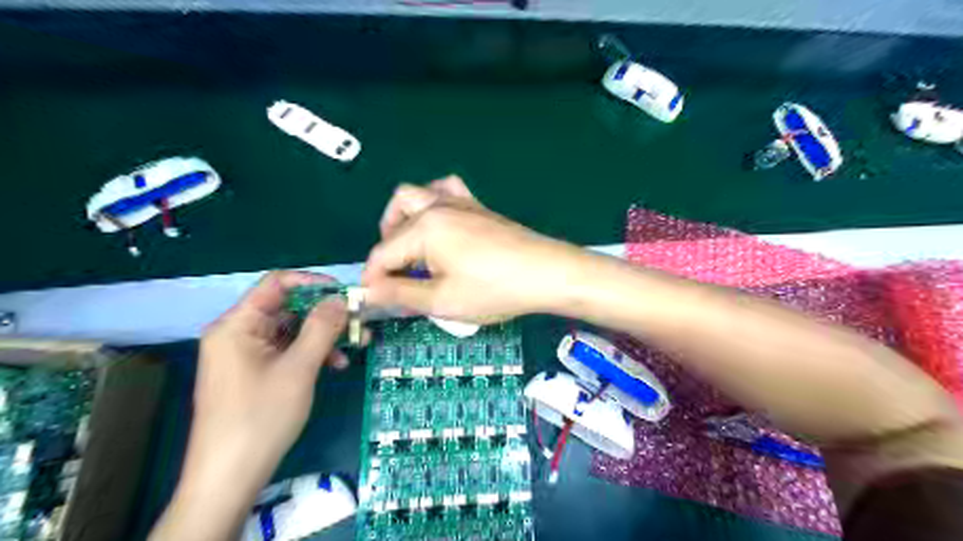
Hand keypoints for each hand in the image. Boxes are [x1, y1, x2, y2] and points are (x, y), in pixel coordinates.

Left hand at [150, 272, 344, 540]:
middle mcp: (238, 333)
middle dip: (325, 314)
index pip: (277, 283)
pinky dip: (310, 354)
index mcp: (237, 324)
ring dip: (322, 336)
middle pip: (287, 308)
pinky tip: (334, 365)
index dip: (314, 283)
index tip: (346, 294)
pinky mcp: (253, 373)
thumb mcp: (299, 368)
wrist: (228, 477)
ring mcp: (245, 354)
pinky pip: (286, 351)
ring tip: (355, 346)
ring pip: (290, 330)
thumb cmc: (261, 416)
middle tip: (358, 322)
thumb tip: (341, 298)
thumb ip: (321, 327)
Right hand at [363, 174, 582, 322]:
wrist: (547, 273)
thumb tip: (369, 291)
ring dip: (403, 219)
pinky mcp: (477, 206)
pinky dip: (433, 202)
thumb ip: (400, 294)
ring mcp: (460, 202)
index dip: (374, 279)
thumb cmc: (494, 290)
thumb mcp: (442, 301)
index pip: (382, 253)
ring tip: (412, 248)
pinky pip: (446, 190)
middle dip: (387, 247)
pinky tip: (440, 224)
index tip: (374, 299)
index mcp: (424, 229)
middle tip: (398, 276)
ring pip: (416, 195)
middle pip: (394, 218)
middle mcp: (437, 207)